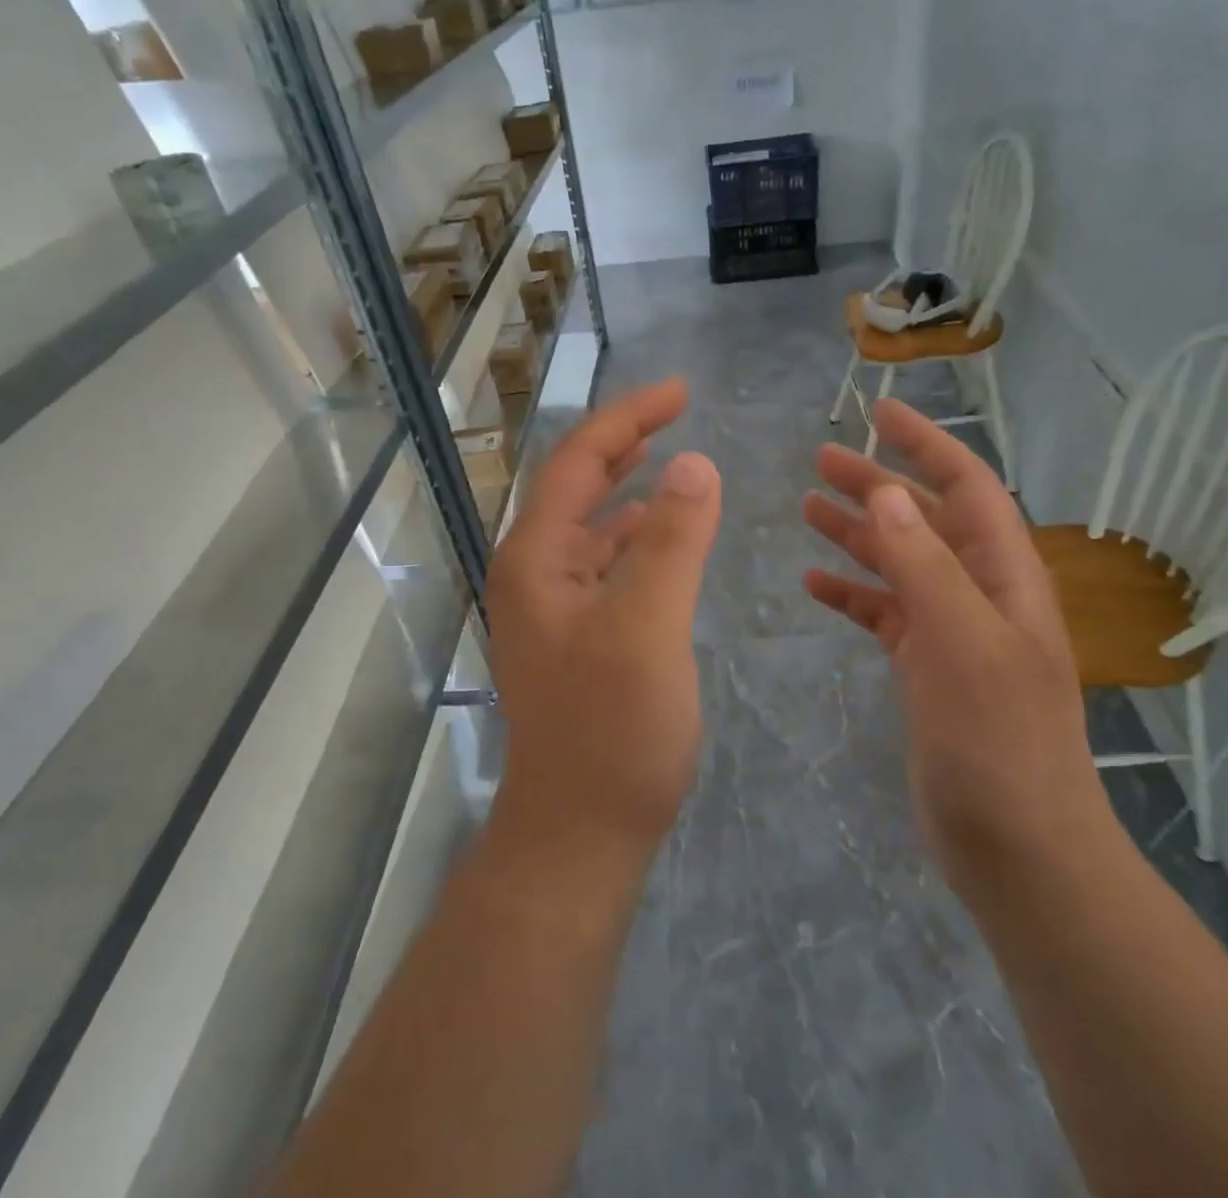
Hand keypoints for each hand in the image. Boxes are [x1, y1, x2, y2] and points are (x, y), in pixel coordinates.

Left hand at [487, 379, 721, 857]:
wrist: (580, 834)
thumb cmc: (612, 732)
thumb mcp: (648, 629)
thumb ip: (673, 542)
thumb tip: (694, 464)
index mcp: (536, 559)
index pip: (577, 462)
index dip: (627, 419)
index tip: (681, 391)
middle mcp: (533, 573)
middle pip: (576, 485)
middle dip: (624, 443)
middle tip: (677, 412)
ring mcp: (552, 607)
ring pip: (590, 525)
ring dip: (627, 488)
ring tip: (671, 461)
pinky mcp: (575, 636)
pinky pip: (604, 564)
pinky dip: (634, 538)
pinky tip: (663, 537)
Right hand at [802, 400, 1107, 870]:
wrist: (1017, 848)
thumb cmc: (998, 743)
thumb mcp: (964, 645)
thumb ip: (926, 567)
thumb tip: (890, 495)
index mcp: (1003, 576)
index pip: (967, 487)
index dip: (927, 444)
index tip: (881, 413)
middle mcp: (979, 594)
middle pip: (925, 519)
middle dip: (878, 484)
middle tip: (820, 460)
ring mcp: (952, 632)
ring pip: (900, 563)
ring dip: (858, 534)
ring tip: (808, 507)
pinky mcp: (926, 669)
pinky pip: (884, 613)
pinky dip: (852, 593)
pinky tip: (815, 585)